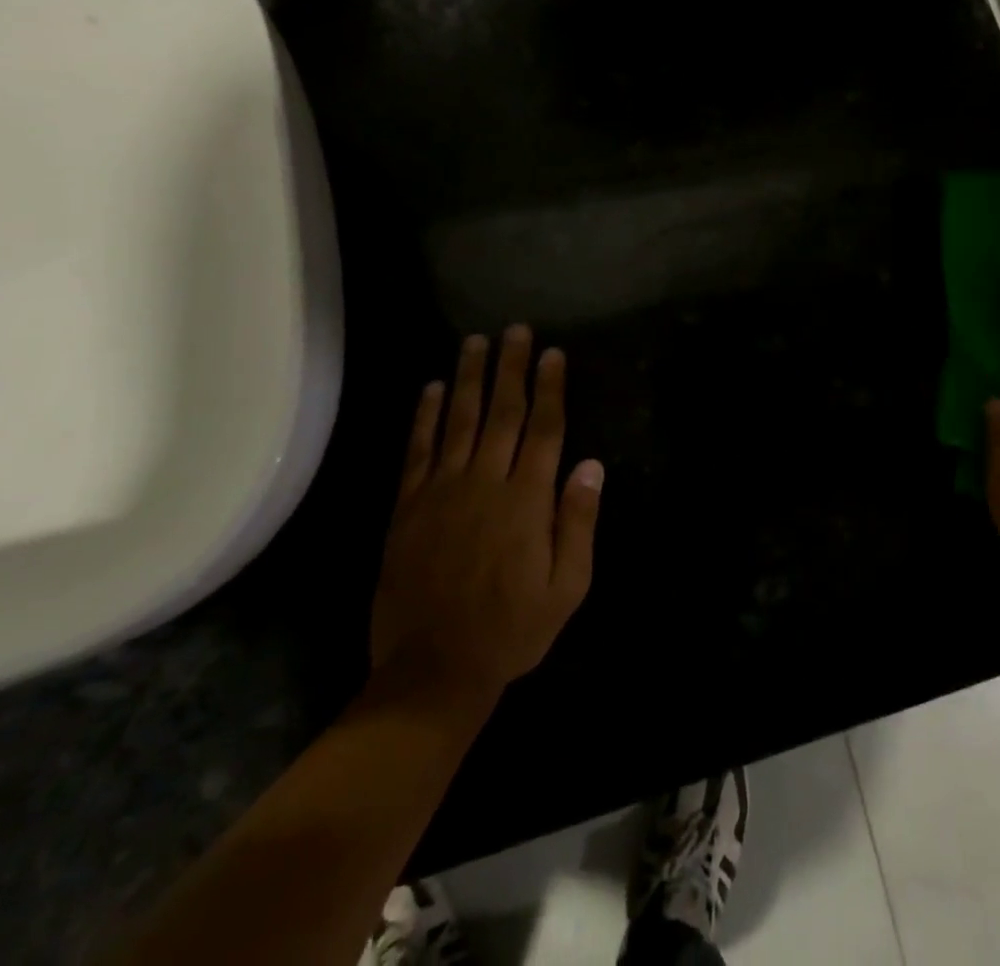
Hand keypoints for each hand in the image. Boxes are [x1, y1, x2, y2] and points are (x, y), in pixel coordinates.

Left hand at [370, 326, 604, 703]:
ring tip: (475, 342)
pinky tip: (429, 389)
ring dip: (467, 378)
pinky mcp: (408, 507)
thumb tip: (591, 465)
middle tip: (515, 329)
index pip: (544, 428)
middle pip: (502, 412)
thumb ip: (578, 522)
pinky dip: (424, 417)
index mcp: (527, 500)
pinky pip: (417, 451)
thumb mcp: (567, 587)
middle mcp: (485, 482)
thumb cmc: (512, 629)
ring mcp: (442, 491)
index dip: (550, 387)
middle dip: (511, 367)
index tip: (553, 353)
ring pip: (458, 420)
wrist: (433, 670)